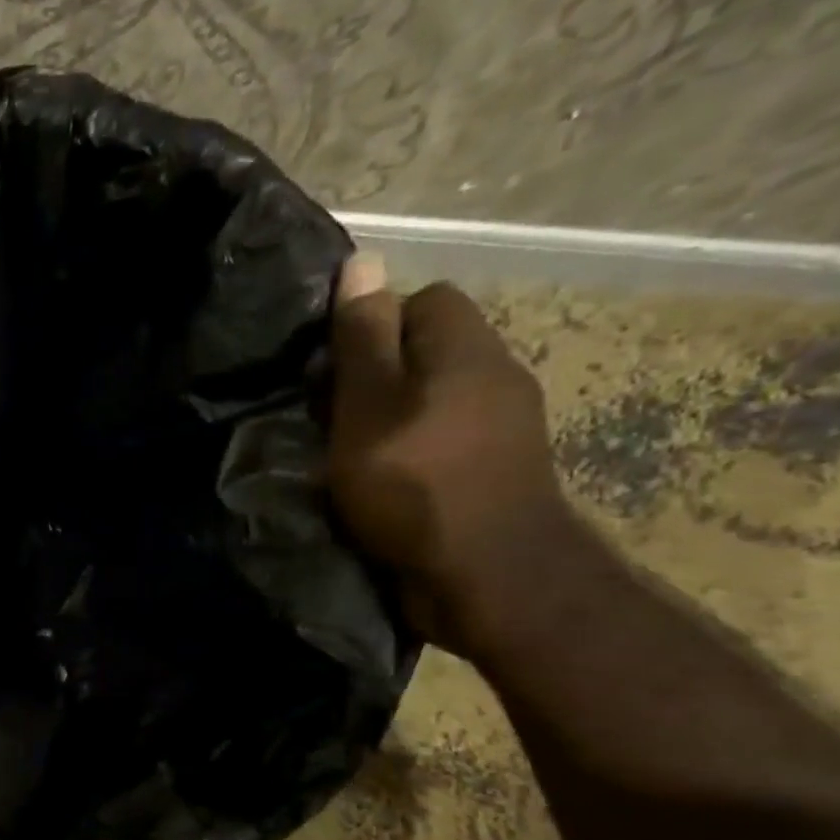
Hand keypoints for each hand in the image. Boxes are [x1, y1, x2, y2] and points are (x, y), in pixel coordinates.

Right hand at [327, 255, 582, 654]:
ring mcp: (506, 429)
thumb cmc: (416, 485)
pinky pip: (447, 441)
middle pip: (430, 351)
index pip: (424, 299)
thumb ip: (363, 340)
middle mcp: (497, 377)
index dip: (373, 325)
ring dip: (394, 419)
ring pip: (436, 400)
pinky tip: (387, 485)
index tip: (333, 371)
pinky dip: (414, 453)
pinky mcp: (499, 473)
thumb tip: (364, 261)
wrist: (489, 577)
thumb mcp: (369, 408)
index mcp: (468, 350)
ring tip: (351, 456)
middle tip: (333, 418)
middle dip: (379, 376)